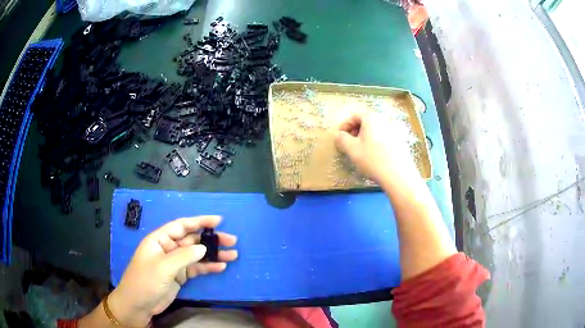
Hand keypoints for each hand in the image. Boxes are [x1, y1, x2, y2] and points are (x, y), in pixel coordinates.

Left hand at [108, 216, 237, 326]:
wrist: (139, 304)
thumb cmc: (145, 280)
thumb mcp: (163, 267)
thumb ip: (184, 256)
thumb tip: (203, 247)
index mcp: (160, 239)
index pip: (181, 225)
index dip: (199, 221)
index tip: (218, 221)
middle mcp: (168, 248)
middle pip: (192, 240)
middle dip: (211, 239)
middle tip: (232, 240)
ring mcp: (174, 263)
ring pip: (197, 255)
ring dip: (213, 254)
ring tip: (233, 255)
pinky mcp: (179, 276)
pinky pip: (196, 268)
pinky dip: (208, 267)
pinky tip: (221, 267)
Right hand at [335, 112, 419, 187]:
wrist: (399, 175)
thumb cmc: (373, 160)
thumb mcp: (352, 150)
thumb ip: (341, 139)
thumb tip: (338, 135)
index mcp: (371, 117)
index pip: (354, 116)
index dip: (344, 126)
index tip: (339, 137)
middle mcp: (384, 119)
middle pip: (366, 121)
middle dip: (355, 131)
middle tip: (350, 144)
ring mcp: (395, 128)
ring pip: (376, 129)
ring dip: (366, 137)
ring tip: (362, 151)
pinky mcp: (401, 139)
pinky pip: (384, 136)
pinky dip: (377, 141)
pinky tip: (375, 154)